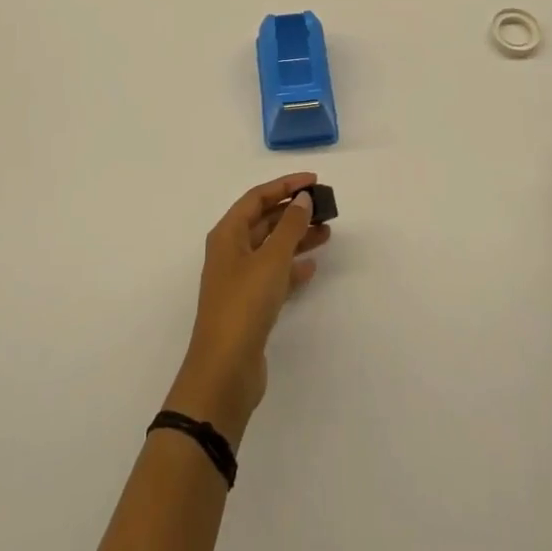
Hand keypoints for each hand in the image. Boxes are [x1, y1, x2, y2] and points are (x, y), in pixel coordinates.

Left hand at [166, 173, 330, 444]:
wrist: (225, 370)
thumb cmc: (244, 304)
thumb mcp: (271, 259)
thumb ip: (290, 226)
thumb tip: (302, 199)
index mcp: (227, 234)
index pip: (257, 197)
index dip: (285, 185)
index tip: (314, 180)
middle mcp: (230, 251)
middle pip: (264, 220)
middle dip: (293, 211)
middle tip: (325, 206)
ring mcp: (239, 279)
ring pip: (271, 247)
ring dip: (296, 237)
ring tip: (326, 232)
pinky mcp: (250, 305)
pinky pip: (274, 274)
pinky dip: (292, 267)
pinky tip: (312, 266)